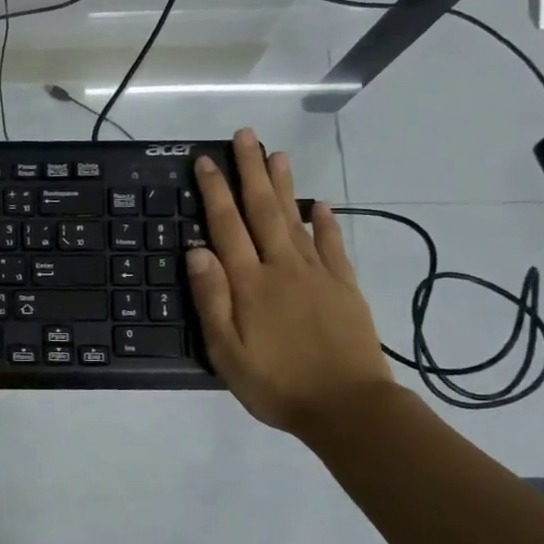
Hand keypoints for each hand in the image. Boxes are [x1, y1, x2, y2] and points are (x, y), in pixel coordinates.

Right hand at [187, 129, 395, 436]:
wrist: (347, 407)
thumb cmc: (276, 384)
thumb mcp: (226, 351)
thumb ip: (212, 298)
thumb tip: (196, 249)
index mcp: (250, 284)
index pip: (226, 226)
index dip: (215, 191)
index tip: (206, 161)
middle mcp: (283, 268)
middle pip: (263, 211)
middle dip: (251, 172)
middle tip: (245, 137)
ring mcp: (317, 275)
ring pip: (296, 220)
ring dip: (285, 185)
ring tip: (277, 154)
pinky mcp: (344, 288)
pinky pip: (334, 246)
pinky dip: (326, 222)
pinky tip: (320, 204)